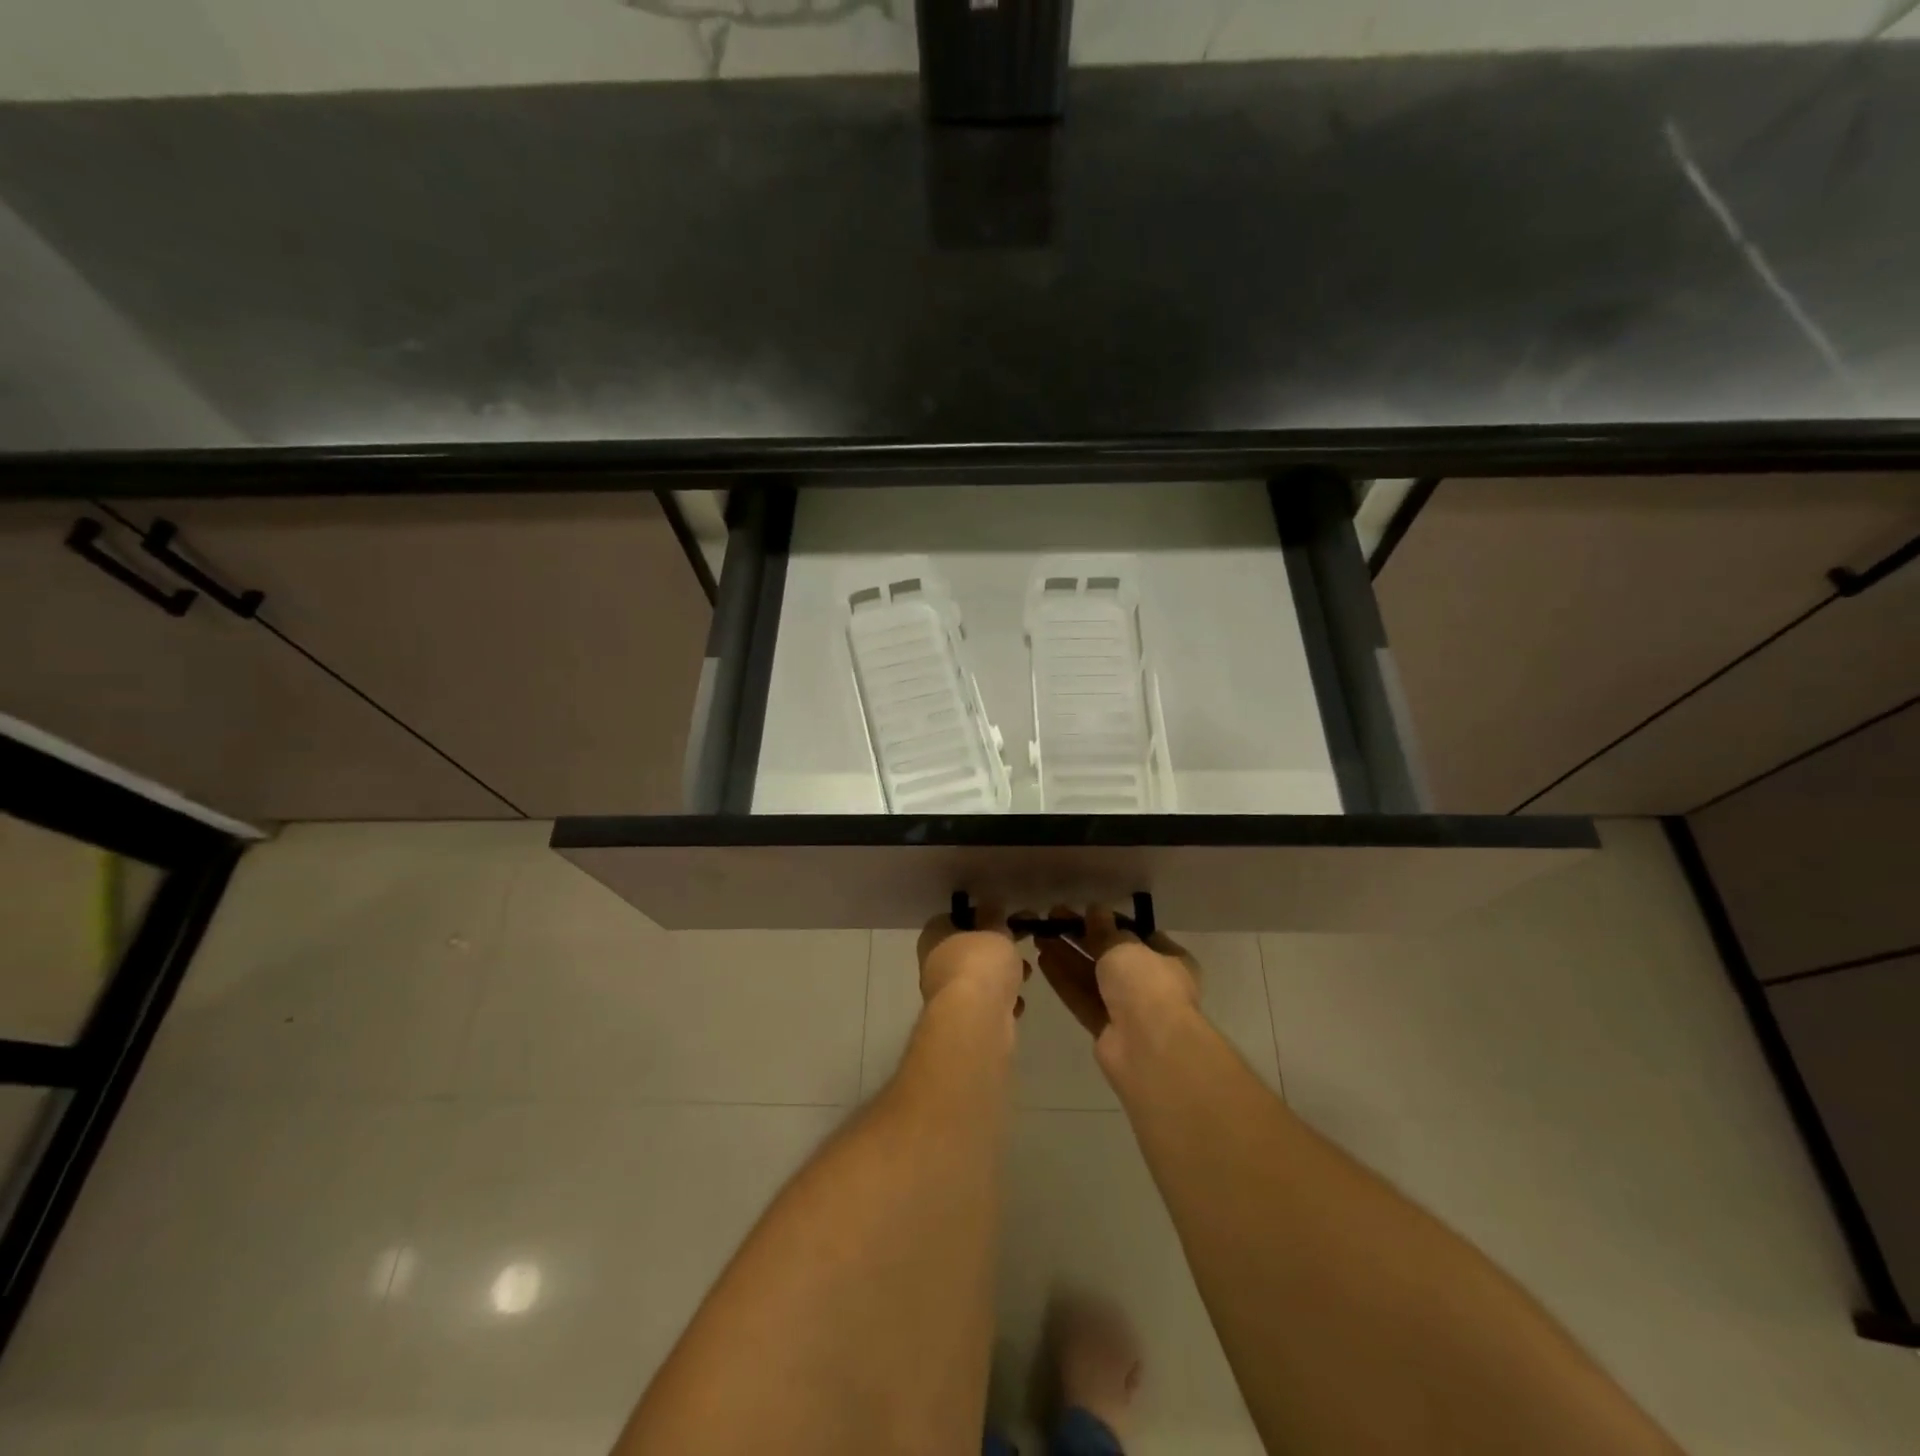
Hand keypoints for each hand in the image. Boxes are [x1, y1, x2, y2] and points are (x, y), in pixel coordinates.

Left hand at [916, 906, 1031, 1015]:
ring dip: (1003, 976)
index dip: (977, 915)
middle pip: (968, 949)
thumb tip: (991, 905)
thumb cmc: (981, 964)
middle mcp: (934, 964)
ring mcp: (947, 995)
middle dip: (995, 949)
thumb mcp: (994, 930)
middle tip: (1018, 945)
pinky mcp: (963, 1021)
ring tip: (1025, 974)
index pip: (951, 918)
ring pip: (979, 978)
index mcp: (933, 937)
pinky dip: (1002, 1002)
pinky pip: (986, 1004)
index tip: (1002, 918)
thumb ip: (995, 917)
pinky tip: (1016, 1003)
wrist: (977, 1020)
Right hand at [1035, 905, 1200, 1070]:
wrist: (1149, 1047)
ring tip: (1040, 934)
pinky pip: (1082, 997)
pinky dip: (1064, 979)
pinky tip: (1042, 959)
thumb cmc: (1147, 985)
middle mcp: (1150, 982)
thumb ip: (1105, 930)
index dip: (1109, 921)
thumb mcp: (1124, 946)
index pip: (1136, 934)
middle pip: (1110, 954)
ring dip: (1067, 955)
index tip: (1082, 909)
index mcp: (1169, 959)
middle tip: (1052, 918)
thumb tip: (1096, 909)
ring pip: (1092, 976)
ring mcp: (1127, 1007)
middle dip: (1081, 936)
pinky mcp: (1105, 1028)